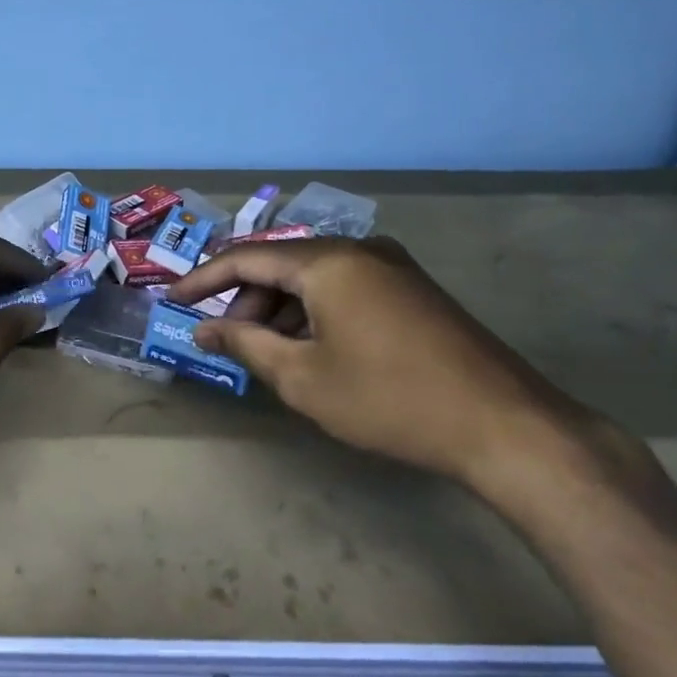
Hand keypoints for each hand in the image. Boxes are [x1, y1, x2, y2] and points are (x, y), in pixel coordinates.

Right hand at [168, 238, 595, 488]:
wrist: (504, 426)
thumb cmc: (389, 400)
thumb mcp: (303, 378)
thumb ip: (245, 345)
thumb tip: (204, 329)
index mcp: (328, 262)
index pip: (246, 258)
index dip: (203, 279)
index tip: (172, 301)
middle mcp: (360, 250)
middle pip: (282, 265)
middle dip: (245, 301)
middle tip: (226, 342)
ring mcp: (392, 268)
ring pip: (314, 277)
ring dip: (280, 309)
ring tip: (267, 353)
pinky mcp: (413, 290)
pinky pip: (345, 288)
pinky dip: (314, 312)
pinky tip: (311, 349)